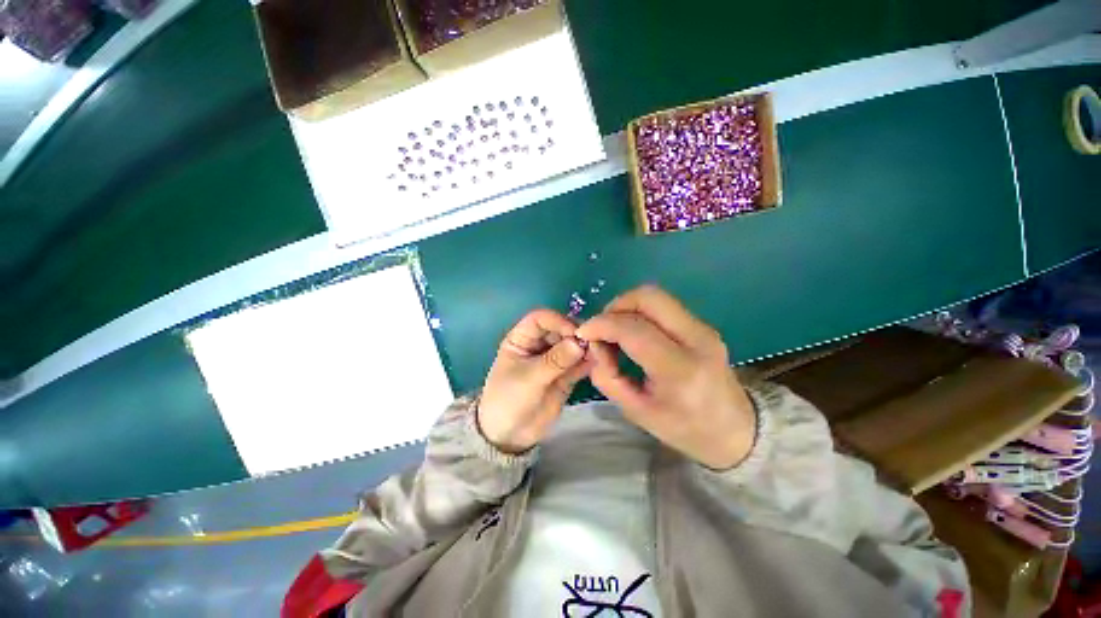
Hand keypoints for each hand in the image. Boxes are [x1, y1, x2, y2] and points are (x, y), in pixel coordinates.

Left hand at [478, 309, 590, 453]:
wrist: (510, 435)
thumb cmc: (509, 400)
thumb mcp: (528, 379)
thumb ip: (554, 361)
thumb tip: (579, 343)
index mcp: (522, 339)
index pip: (540, 319)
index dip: (558, 321)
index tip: (575, 333)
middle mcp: (539, 344)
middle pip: (560, 330)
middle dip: (575, 334)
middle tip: (592, 343)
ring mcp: (554, 360)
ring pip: (572, 346)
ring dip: (585, 348)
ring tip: (599, 353)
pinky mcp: (565, 375)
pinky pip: (579, 364)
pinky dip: (588, 363)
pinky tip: (598, 364)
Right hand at [576, 286, 755, 469]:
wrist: (736, 431)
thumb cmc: (684, 429)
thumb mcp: (636, 412)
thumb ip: (607, 376)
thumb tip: (593, 345)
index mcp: (681, 370)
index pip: (634, 330)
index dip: (601, 325)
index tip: (583, 333)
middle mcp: (697, 340)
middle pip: (648, 297)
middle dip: (615, 305)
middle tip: (601, 327)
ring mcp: (703, 328)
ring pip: (656, 296)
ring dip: (627, 306)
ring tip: (614, 330)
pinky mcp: (702, 325)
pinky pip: (663, 306)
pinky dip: (639, 311)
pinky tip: (632, 332)